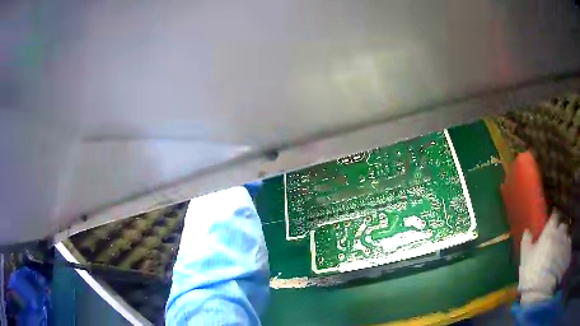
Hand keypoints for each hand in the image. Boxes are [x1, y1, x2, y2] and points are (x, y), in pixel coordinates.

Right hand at [519, 211, 570, 303]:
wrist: (540, 292)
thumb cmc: (531, 273)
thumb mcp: (525, 258)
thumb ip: (526, 242)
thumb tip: (527, 231)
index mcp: (550, 231)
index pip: (555, 215)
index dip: (554, 216)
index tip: (552, 220)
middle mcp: (560, 232)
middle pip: (562, 226)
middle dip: (560, 230)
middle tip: (556, 240)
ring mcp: (566, 243)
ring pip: (566, 237)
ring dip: (563, 242)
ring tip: (559, 253)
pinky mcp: (568, 254)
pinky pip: (568, 248)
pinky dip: (565, 252)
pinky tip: (561, 261)